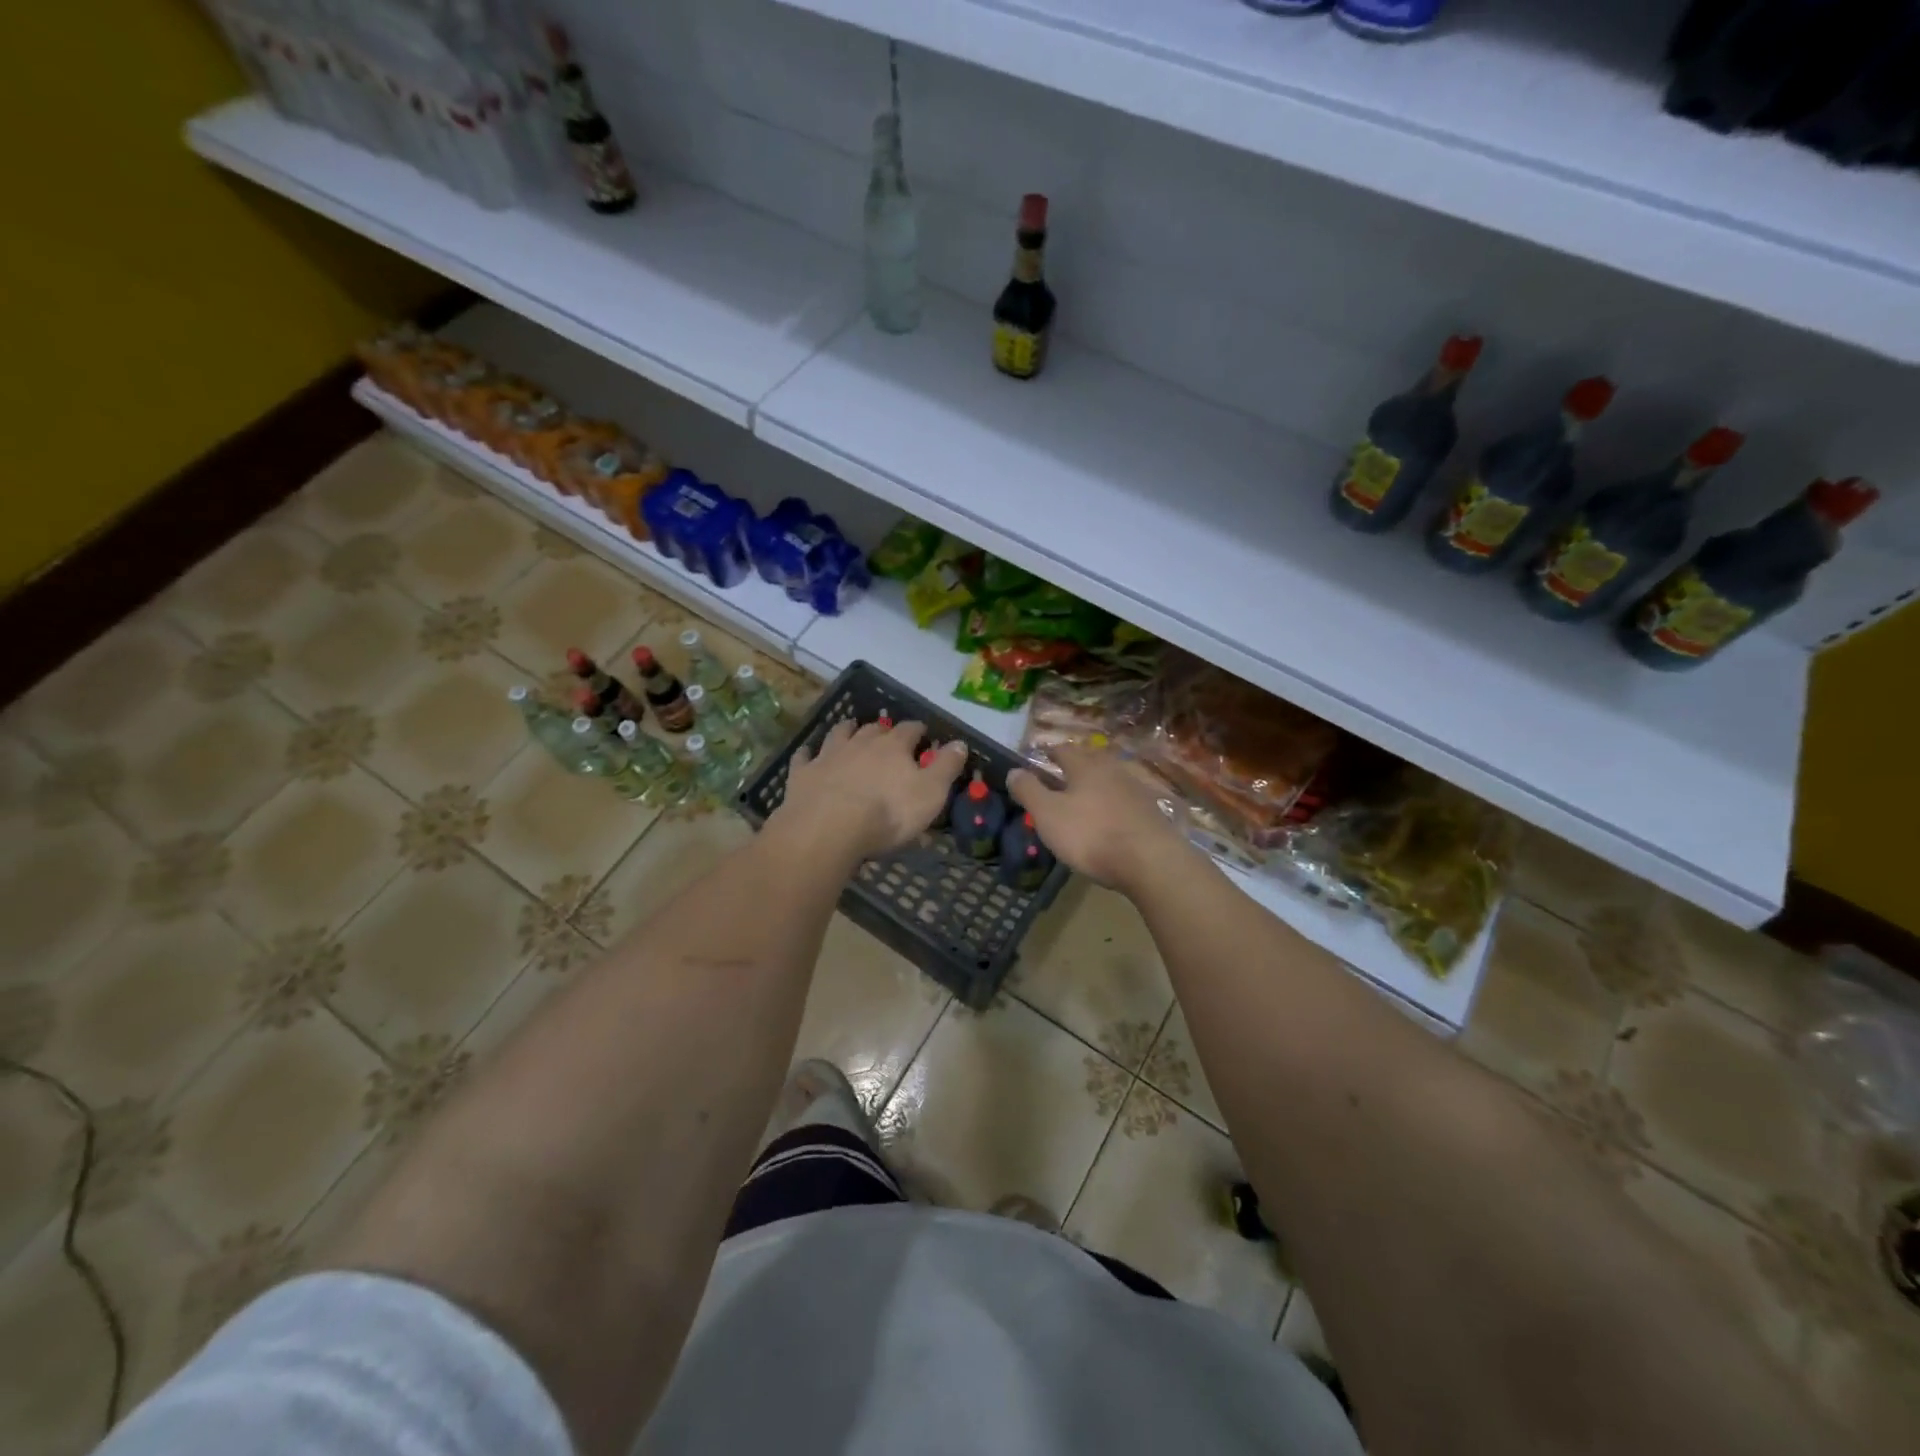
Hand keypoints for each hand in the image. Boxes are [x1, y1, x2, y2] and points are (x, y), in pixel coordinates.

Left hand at [770, 717, 967, 864]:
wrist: (828, 829)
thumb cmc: (887, 814)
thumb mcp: (930, 793)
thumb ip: (946, 766)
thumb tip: (960, 742)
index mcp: (894, 747)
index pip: (910, 730)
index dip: (918, 730)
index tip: (923, 733)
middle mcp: (860, 743)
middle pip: (873, 729)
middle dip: (882, 729)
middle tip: (886, 733)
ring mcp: (828, 756)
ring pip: (839, 735)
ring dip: (846, 730)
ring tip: (850, 728)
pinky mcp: (802, 774)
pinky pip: (804, 757)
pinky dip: (808, 753)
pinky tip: (808, 753)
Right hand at [1007, 743, 1188, 890]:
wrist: (1151, 861)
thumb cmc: (1091, 835)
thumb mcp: (1048, 814)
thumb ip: (1029, 791)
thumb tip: (1013, 770)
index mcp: (1085, 766)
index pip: (1063, 750)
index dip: (1049, 753)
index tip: (1040, 758)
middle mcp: (1113, 770)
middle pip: (1090, 761)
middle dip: (1074, 766)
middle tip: (1060, 776)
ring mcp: (1136, 790)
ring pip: (1109, 779)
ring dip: (1095, 784)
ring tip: (1083, 798)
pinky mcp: (1151, 812)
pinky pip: (1124, 799)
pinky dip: (1112, 803)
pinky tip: (1108, 818)